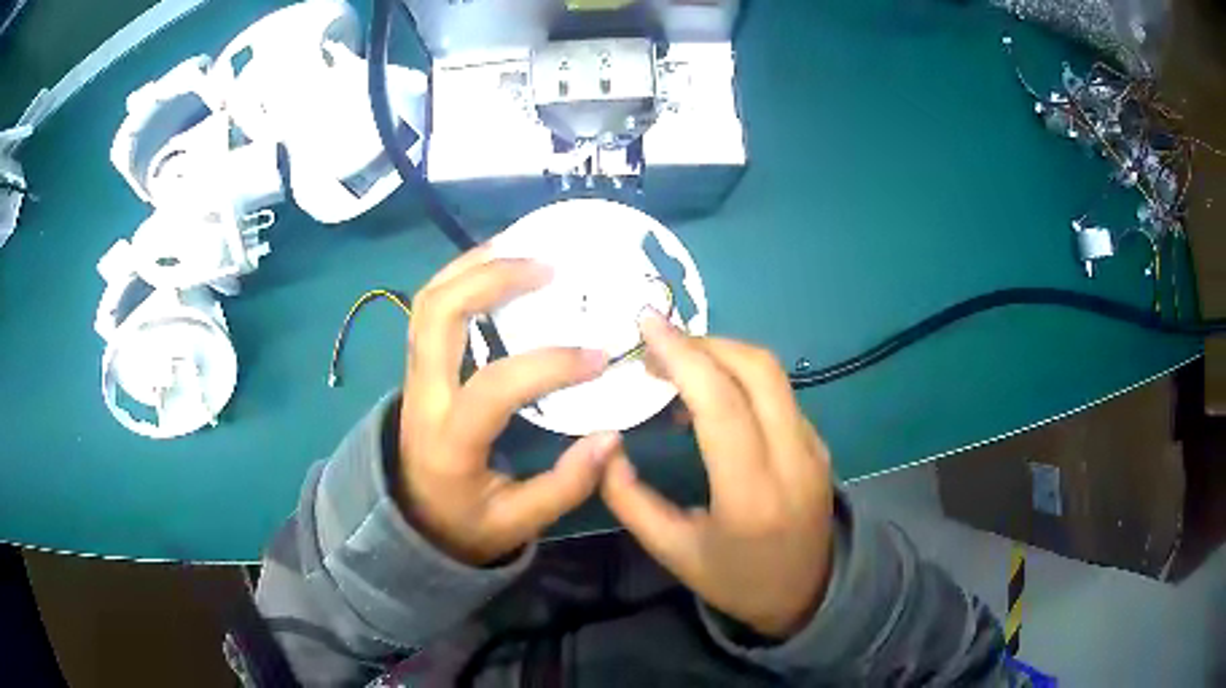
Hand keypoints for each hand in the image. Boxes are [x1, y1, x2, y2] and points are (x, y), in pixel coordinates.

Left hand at [398, 247, 618, 565]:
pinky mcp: (419, 366)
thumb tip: (610, 437)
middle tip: (549, 270)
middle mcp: (423, 397)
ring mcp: (414, 375)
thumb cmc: (464, 523)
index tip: (598, 356)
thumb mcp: (516, 524)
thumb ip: (565, 485)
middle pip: (437, 316)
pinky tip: (497, 266)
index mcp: (449, 441)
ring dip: (472, 266)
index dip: (547, 365)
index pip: (491, 387)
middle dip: (491, 280)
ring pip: (427, 301)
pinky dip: (461, 277)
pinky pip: (429, 307)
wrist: (410, 521)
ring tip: (522, 248)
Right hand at [601, 310, 835, 637]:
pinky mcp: (818, 443)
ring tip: (677, 368)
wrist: (805, 593)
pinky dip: (740, 376)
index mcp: (751, 495)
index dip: (683, 356)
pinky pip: (778, 392)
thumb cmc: (734, 579)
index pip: (722, 403)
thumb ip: (629, 499)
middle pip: (757, 369)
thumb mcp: (672, 551)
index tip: (646, 324)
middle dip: (703, 343)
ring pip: (772, 374)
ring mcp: (813, 447)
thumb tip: (606, 444)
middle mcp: (792, 460)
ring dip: (722, 355)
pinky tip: (711, 395)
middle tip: (656, 347)